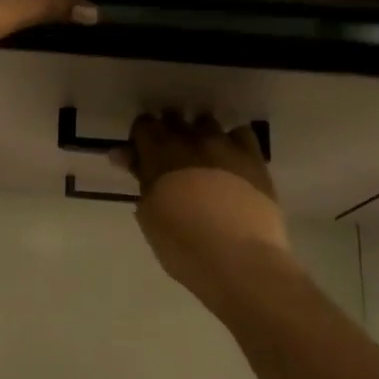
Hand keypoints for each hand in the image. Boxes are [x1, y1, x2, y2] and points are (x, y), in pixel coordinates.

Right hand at [112, 113, 291, 292]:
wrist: (239, 259)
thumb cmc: (183, 246)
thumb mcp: (150, 216)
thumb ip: (140, 179)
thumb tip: (124, 155)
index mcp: (160, 153)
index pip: (144, 125)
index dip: (142, 138)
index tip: (142, 155)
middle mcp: (192, 139)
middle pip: (175, 119)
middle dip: (169, 133)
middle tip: (170, 160)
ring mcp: (225, 145)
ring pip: (207, 123)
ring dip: (200, 135)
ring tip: (202, 160)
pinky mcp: (253, 157)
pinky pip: (240, 134)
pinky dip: (233, 142)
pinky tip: (232, 161)